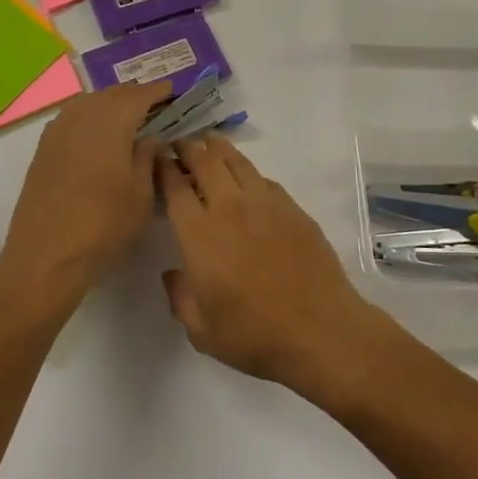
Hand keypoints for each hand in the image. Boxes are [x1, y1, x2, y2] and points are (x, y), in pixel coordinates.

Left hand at [0, 81, 171, 304]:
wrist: (46, 256)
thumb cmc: (104, 225)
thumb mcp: (142, 194)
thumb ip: (148, 157)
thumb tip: (150, 137)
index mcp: (111, 121)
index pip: (140, 95)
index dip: (159, 92)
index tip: (174, 93)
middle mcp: (82, 116)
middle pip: (113, 94)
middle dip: (135, 96)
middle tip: (155, 107)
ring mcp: (58, 130)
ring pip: (89, 102)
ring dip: (111, 104)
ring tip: (129, 119)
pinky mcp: (44, 148)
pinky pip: (72, 118)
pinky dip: (90, 117)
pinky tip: (98, 135)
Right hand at [159, 137, 376, 387]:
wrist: (320, 330)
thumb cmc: (254, 335)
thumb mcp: (202, 331)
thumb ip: (180, 298)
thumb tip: (173, 273)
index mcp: (200, 234)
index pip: (175, 187)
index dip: (163, 167)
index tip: (157, 158)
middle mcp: (229, 208)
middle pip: (204, 161)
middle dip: (188, 148)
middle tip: (180, 145)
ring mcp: (264, 203)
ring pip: (236, 161)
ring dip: (218, 148)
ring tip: (209, 143)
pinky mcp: (292, 207)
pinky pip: (263, 178)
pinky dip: (247, 171)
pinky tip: (246, 178)